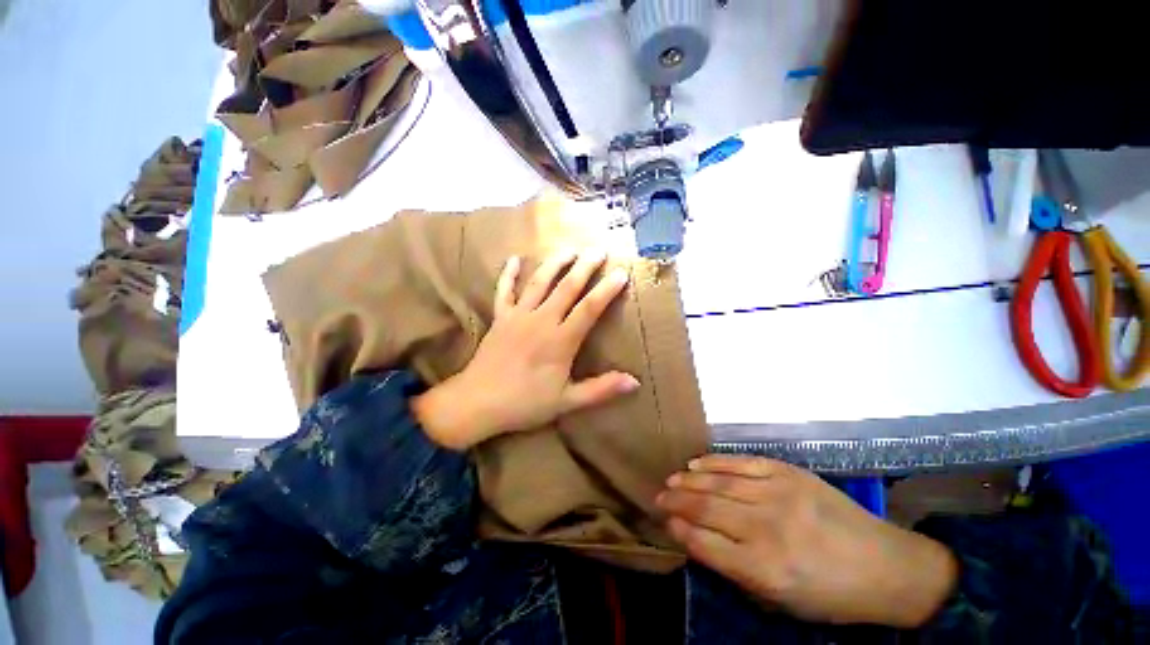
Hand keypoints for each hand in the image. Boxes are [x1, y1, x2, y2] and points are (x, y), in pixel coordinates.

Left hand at [413, 250, 639, 450]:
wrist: (476, 403)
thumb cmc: (524, 404)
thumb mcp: (567, 402)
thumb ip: (601, 389)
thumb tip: (635, 382)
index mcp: (560, 341)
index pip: (589, 309)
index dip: (606, 290)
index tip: (621, 273)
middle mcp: (541, 321)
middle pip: (567, 288)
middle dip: (585, 267)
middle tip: (599, 250)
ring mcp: (518, 316)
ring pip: (539, 283)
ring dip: (555, 264)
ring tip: (569, 249)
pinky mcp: (500, 318)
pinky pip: (504, 291)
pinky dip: (509, 274)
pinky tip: (515, 259)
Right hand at [657, 456, 958, 627]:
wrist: (886, 566)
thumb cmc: (830, 594)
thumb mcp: (781, 601)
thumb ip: (734, 570)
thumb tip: (696, 540)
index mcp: (766, 569)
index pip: (704, 544)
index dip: (679, 531)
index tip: (664, 522)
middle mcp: (767, 528)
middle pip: (706, 508)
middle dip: (675, 503)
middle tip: (657, 498)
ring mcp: (778, 494)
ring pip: (719, 482)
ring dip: (689, 481)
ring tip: (671, 480)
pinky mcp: (788, 473)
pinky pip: (741, 463)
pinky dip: (714, 462)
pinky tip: (696, 464)